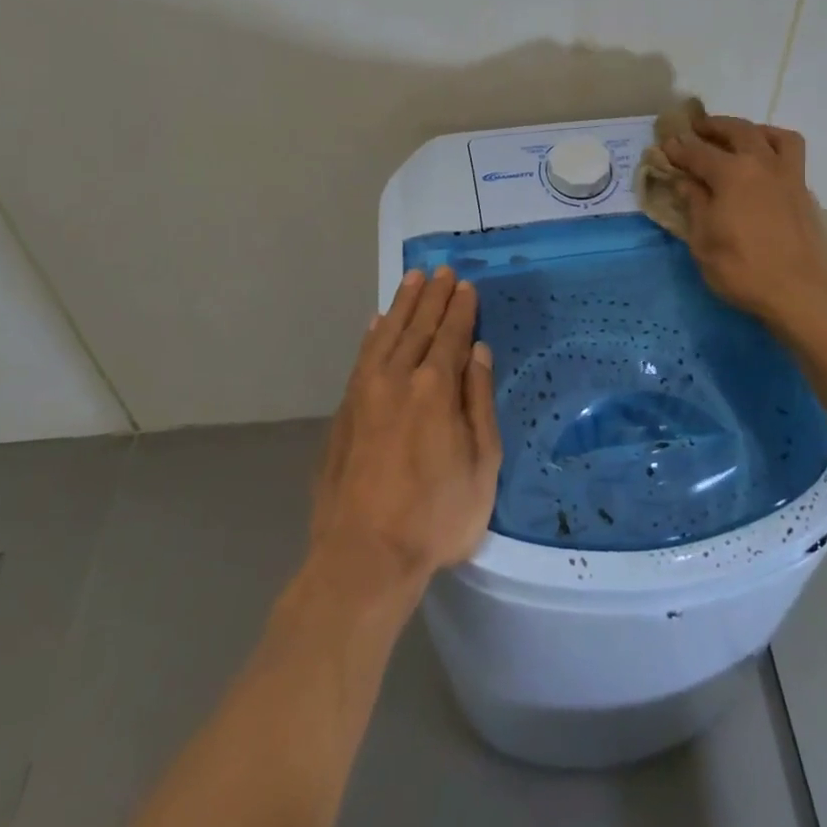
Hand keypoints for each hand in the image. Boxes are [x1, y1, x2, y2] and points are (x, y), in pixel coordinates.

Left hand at [310, 266, 502, 596]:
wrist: (362, 556)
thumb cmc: (435, 517)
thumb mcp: (481, 466)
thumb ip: (478, 402)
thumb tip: (477, 353)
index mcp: (435, 388)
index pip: (451, 335)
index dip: (461, 309)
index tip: (466, 285)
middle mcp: (398, 378)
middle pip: (419, 326)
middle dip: (433, 296)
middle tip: (442, 271)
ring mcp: (365, 392)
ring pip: (387, 333)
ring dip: (402, 305)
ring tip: (413, 279)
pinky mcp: (345, 410)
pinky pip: (362, 356)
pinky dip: (372, 334)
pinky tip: (377, 321)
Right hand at [662, 115, 826, 326]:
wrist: (801, 291)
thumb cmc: (743, 269)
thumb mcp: (703, 242)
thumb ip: (695, 205)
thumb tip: (686, 182)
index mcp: (730, 173)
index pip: (697, 152)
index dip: (678, 148)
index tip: (665, 145)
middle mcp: (760, 163)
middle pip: (735, 131)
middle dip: (712, 127)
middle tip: (696, 129)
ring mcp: (787, 174)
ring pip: (770, 134)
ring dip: (749, 129)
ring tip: (736, 137)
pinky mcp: (803, 189)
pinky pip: (790, 152)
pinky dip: (774, 144)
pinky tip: (764, 160)